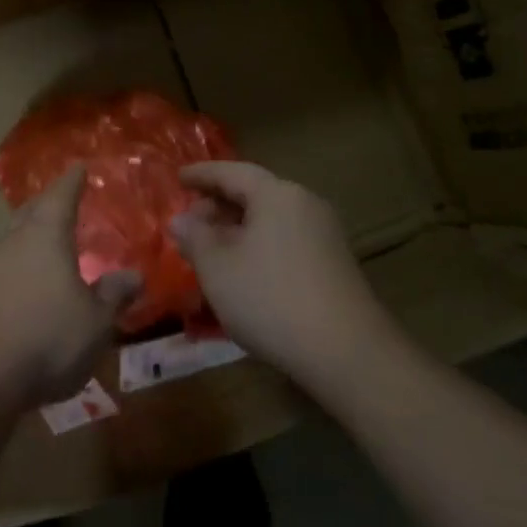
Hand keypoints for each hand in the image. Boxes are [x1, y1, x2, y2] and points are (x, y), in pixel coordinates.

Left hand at [0, 165, 140, 414]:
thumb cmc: (46, 338)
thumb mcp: (95, 322)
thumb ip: (113, 295)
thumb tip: (133, 274)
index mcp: (46, 234)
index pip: (61, 195)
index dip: (73, 181)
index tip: (80, 166)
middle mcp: (14, 241)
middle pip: (32, 211)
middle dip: (48, 203)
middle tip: (64, 198)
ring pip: (15, 238)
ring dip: (32, 234)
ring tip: (49, 239)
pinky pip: (5, 266)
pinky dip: (20, 264)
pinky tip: (28, 281)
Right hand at [171, 162, 392, 391]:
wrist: (348, 354)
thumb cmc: (271, 299)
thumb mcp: (217, 268)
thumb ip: (194, 237)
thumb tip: (181, 220)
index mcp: (277, 194)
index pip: (232, 172)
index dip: (201, 174)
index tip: (178, 178)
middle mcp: (304, 204)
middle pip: (254, 194)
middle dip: (218, 205)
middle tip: (190, 223)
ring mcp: (325, 234)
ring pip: (270, 219)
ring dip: (238, 229)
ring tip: (212, 250)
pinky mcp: (334, 264)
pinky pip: (286, 240)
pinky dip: (259, 246)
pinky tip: (244, 272)